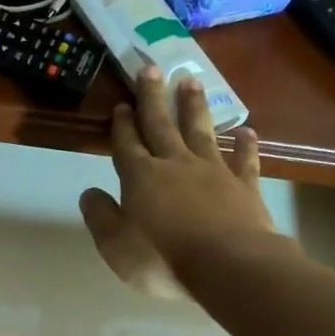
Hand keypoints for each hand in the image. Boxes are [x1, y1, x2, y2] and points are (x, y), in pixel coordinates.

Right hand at [79, 66, 280, 297]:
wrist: (229, 266)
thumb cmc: (163, 259)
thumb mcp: (115, 246)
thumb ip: (100, 217)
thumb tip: (88, 193)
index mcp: (141, 178)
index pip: (127, 144)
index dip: (122, 125)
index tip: (121, 104)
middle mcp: (175, 165)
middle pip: (161, 125)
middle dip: (153, 98)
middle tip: (150, 69)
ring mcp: (213, 171)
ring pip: (200, 131)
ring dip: (194, 106)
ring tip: (191, 80)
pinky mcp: (244, 185)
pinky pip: (244, 159)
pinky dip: (244, 145)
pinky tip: (246, 132)